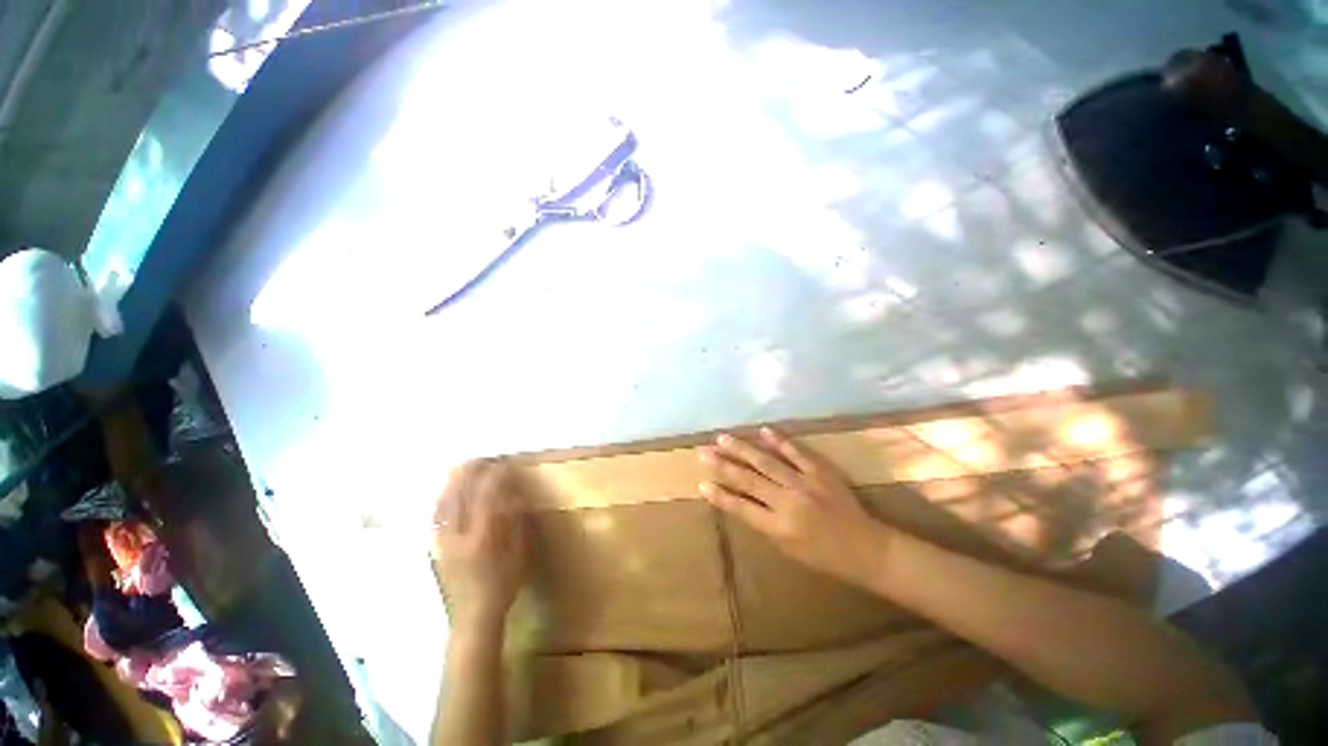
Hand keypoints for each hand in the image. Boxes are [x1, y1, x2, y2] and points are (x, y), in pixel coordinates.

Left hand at [431, 459, 528, 630]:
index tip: (502, 465)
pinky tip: (446, 491)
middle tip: (479, 459)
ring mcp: (444, 542)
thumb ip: (516, 525)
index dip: (494, 479)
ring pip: (444, 505)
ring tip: (461, 467)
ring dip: (452, 483)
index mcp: (483, 538)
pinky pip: (436, 517)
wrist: (473, 616)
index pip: (486, 499)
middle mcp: (459, 537)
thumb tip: (514, 498)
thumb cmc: (504, 585)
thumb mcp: (520, 555)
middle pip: (460, 498)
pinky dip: (441, 499)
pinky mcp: (437, 548)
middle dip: (469, 475)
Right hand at [699, 428, 887, 586]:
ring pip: (766, 462)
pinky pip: (797, 453)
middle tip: (703, 452)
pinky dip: (780, 440)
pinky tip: (763, 430)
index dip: (719, 496)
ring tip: (723, 438)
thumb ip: (763, 524)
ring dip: (742, 448)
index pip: (741, 508)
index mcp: (778, 527)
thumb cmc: (824, 557)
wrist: (867, 549)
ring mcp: (804, 483)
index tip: (701, 483)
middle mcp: (787, 502)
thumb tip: (741, 502)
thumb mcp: (788, 550)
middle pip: (748, 480)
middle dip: (722, 465)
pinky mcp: (821, 471)